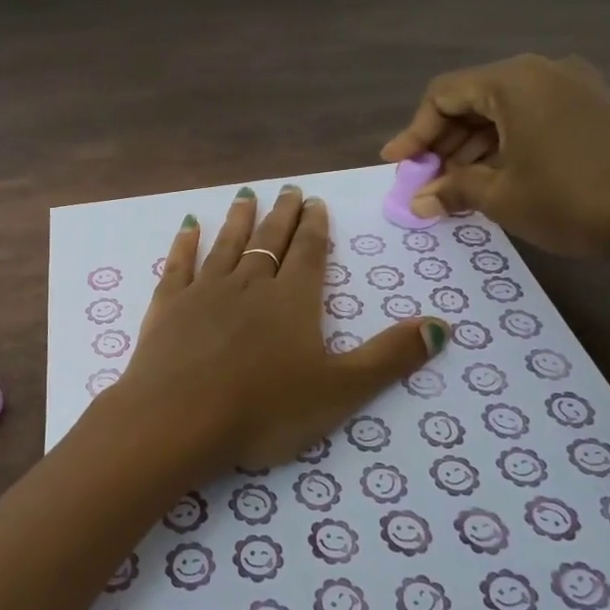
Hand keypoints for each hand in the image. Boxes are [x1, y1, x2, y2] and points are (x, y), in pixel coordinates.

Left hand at [113, 185, 447, 468]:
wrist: (180, 419)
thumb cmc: (264, 409)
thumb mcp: (340, 391)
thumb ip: (390, 357)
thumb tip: (442, 325)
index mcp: (292, 301)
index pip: (309, 253)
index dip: (315, 227)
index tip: (315, 202)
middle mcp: (249, 285)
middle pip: (270, 241)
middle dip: (282, 215)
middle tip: (289, 189)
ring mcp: (204, 292)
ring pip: (227, 245)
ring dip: (238, 219)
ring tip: (246, 195)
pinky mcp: (167, 306)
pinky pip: (179, 265)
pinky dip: (185, 244)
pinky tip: (188, 227)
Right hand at [379, 54, 609, 257]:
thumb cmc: (571, 198)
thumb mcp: (500, 195)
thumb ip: (452, 189)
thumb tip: (419, 201)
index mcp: (513, 80)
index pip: (444, 95)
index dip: (414, 132)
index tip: (395, 165)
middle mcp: (542, 73)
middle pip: (473, 101)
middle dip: (442, 144)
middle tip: (424, 183)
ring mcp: (574, 90)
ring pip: (503, 113)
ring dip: (472, 150)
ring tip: (454, 191)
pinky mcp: (594, 112)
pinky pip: (532, 121)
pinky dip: (505, 148)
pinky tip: (493, 182)